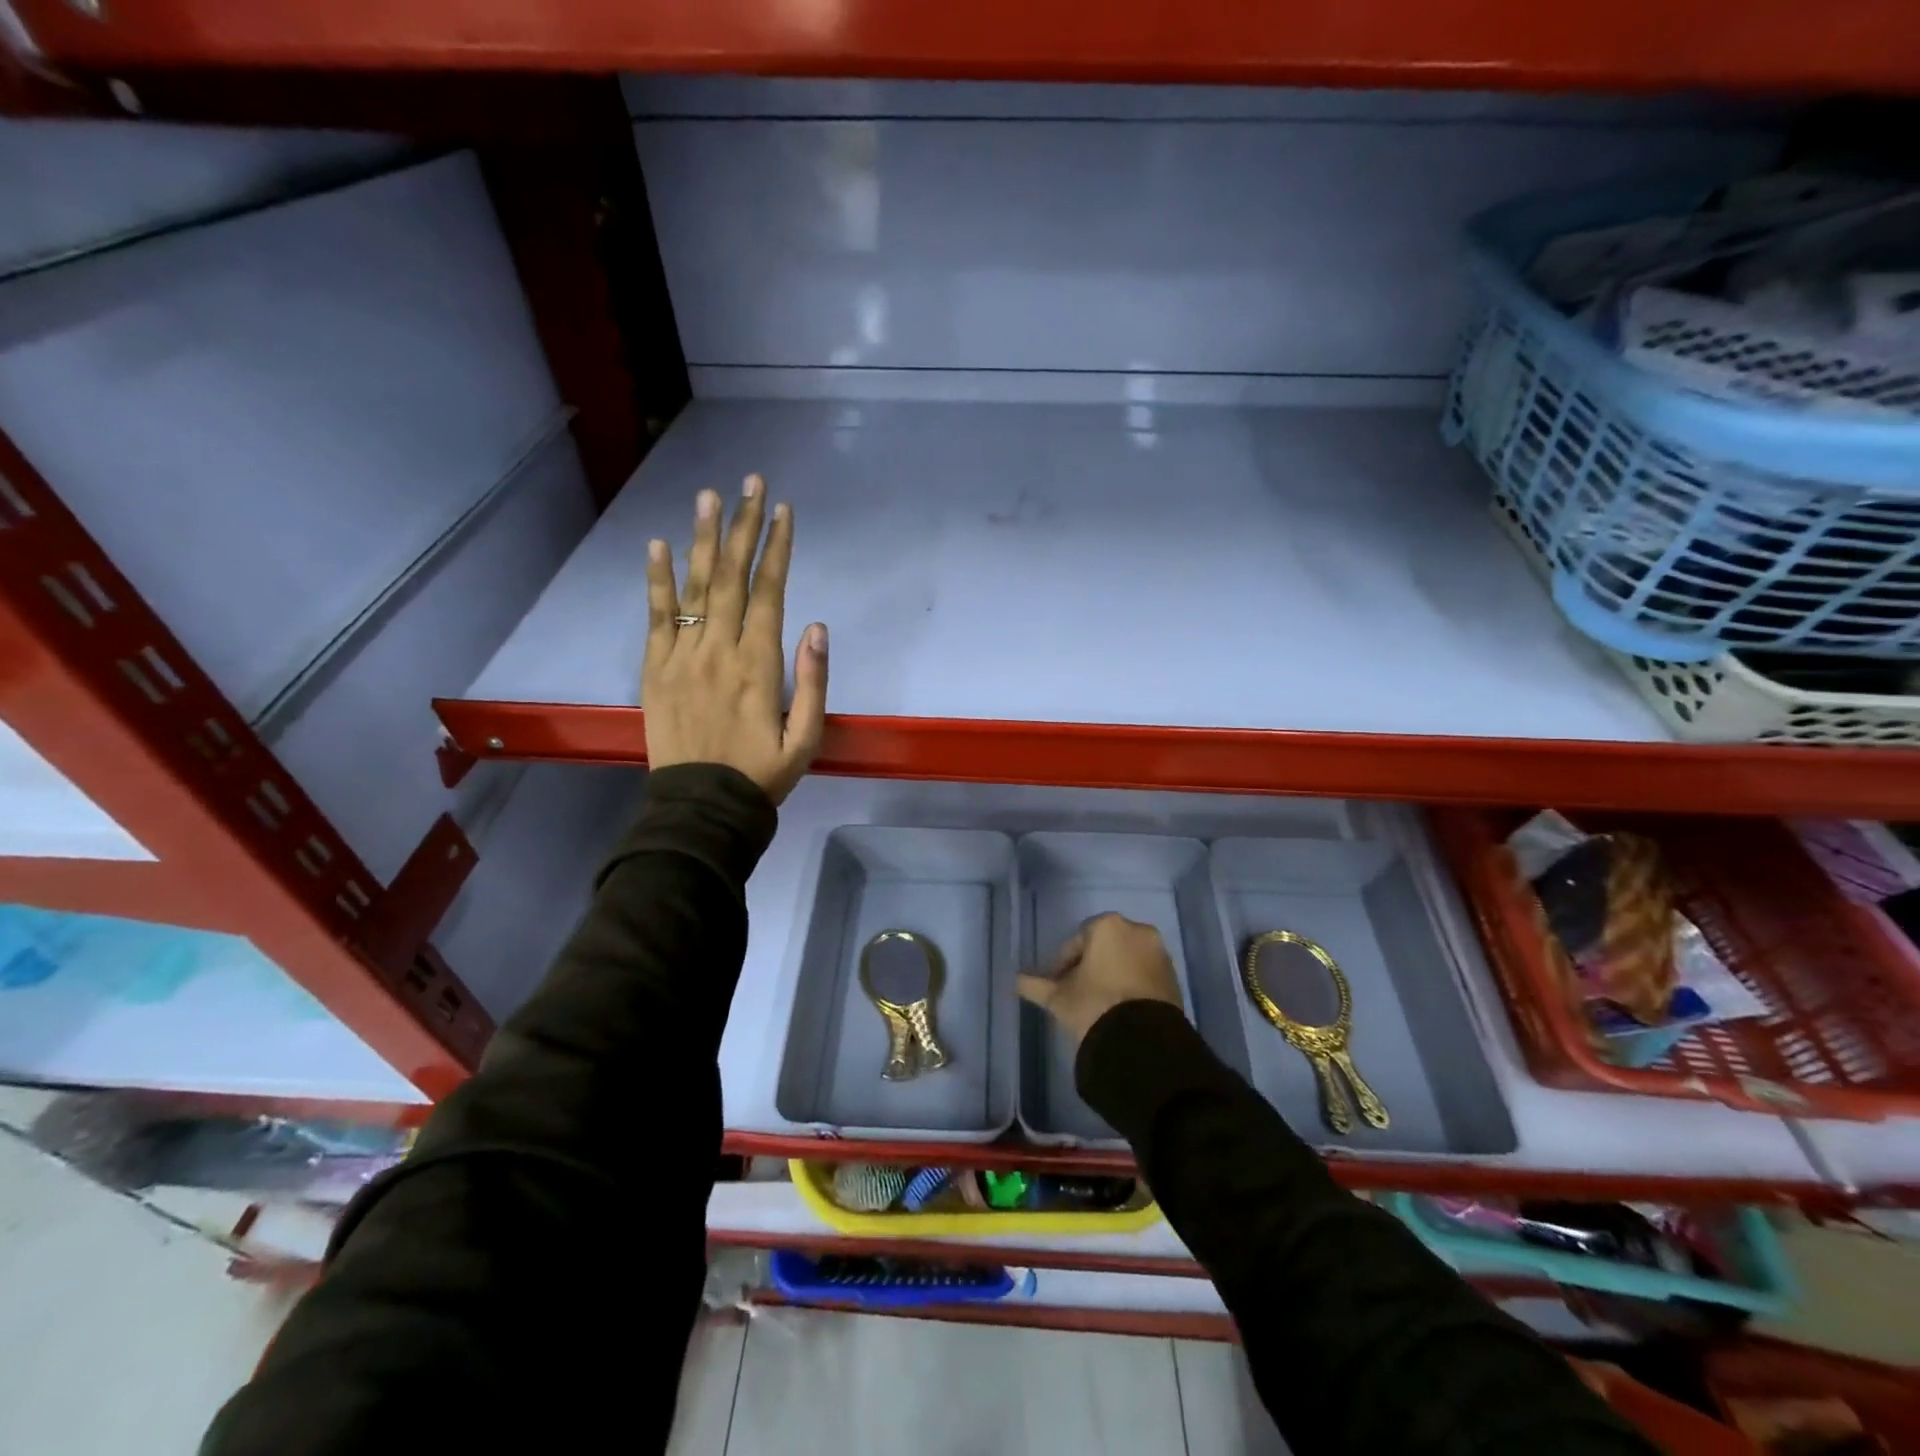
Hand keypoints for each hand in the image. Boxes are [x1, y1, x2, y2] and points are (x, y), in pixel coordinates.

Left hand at [643, 476, 828, 805]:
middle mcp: (719, 650)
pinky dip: (655, 580)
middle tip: (749, 482)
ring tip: (708, 496)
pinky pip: (654, 617)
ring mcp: (681, 657)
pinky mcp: (654, 670)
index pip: (769, 592)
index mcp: (759, 665)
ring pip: (693, 587)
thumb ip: (813, 681)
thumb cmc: (762, 775)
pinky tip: (657, 545)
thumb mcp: (806, 738)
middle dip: (742, 527)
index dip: (777, 548)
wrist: (701, 807)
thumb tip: (817, 626)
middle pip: (731, 577)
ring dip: (702, 539)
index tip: (783, 510)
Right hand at [1017, 913, 1183, 1046]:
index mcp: (1108, 925)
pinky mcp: (1173, 977)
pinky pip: (1144, 975)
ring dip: (1112, 975)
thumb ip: (1036, 985)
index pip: (1077, 940)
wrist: (1142, 1040)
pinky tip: (1120, 1008)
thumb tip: (1016, 979)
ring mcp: (1159, 953)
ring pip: (1126, 959)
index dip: (1063, 963)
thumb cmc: (1094, 1004)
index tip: (1058, 984)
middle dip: (1091, 966)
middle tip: (1078, 992)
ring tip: (1099, 1003)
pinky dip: (1132, 985)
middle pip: (1104, 947)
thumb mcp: (1059, 997)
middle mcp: (1137, 930)